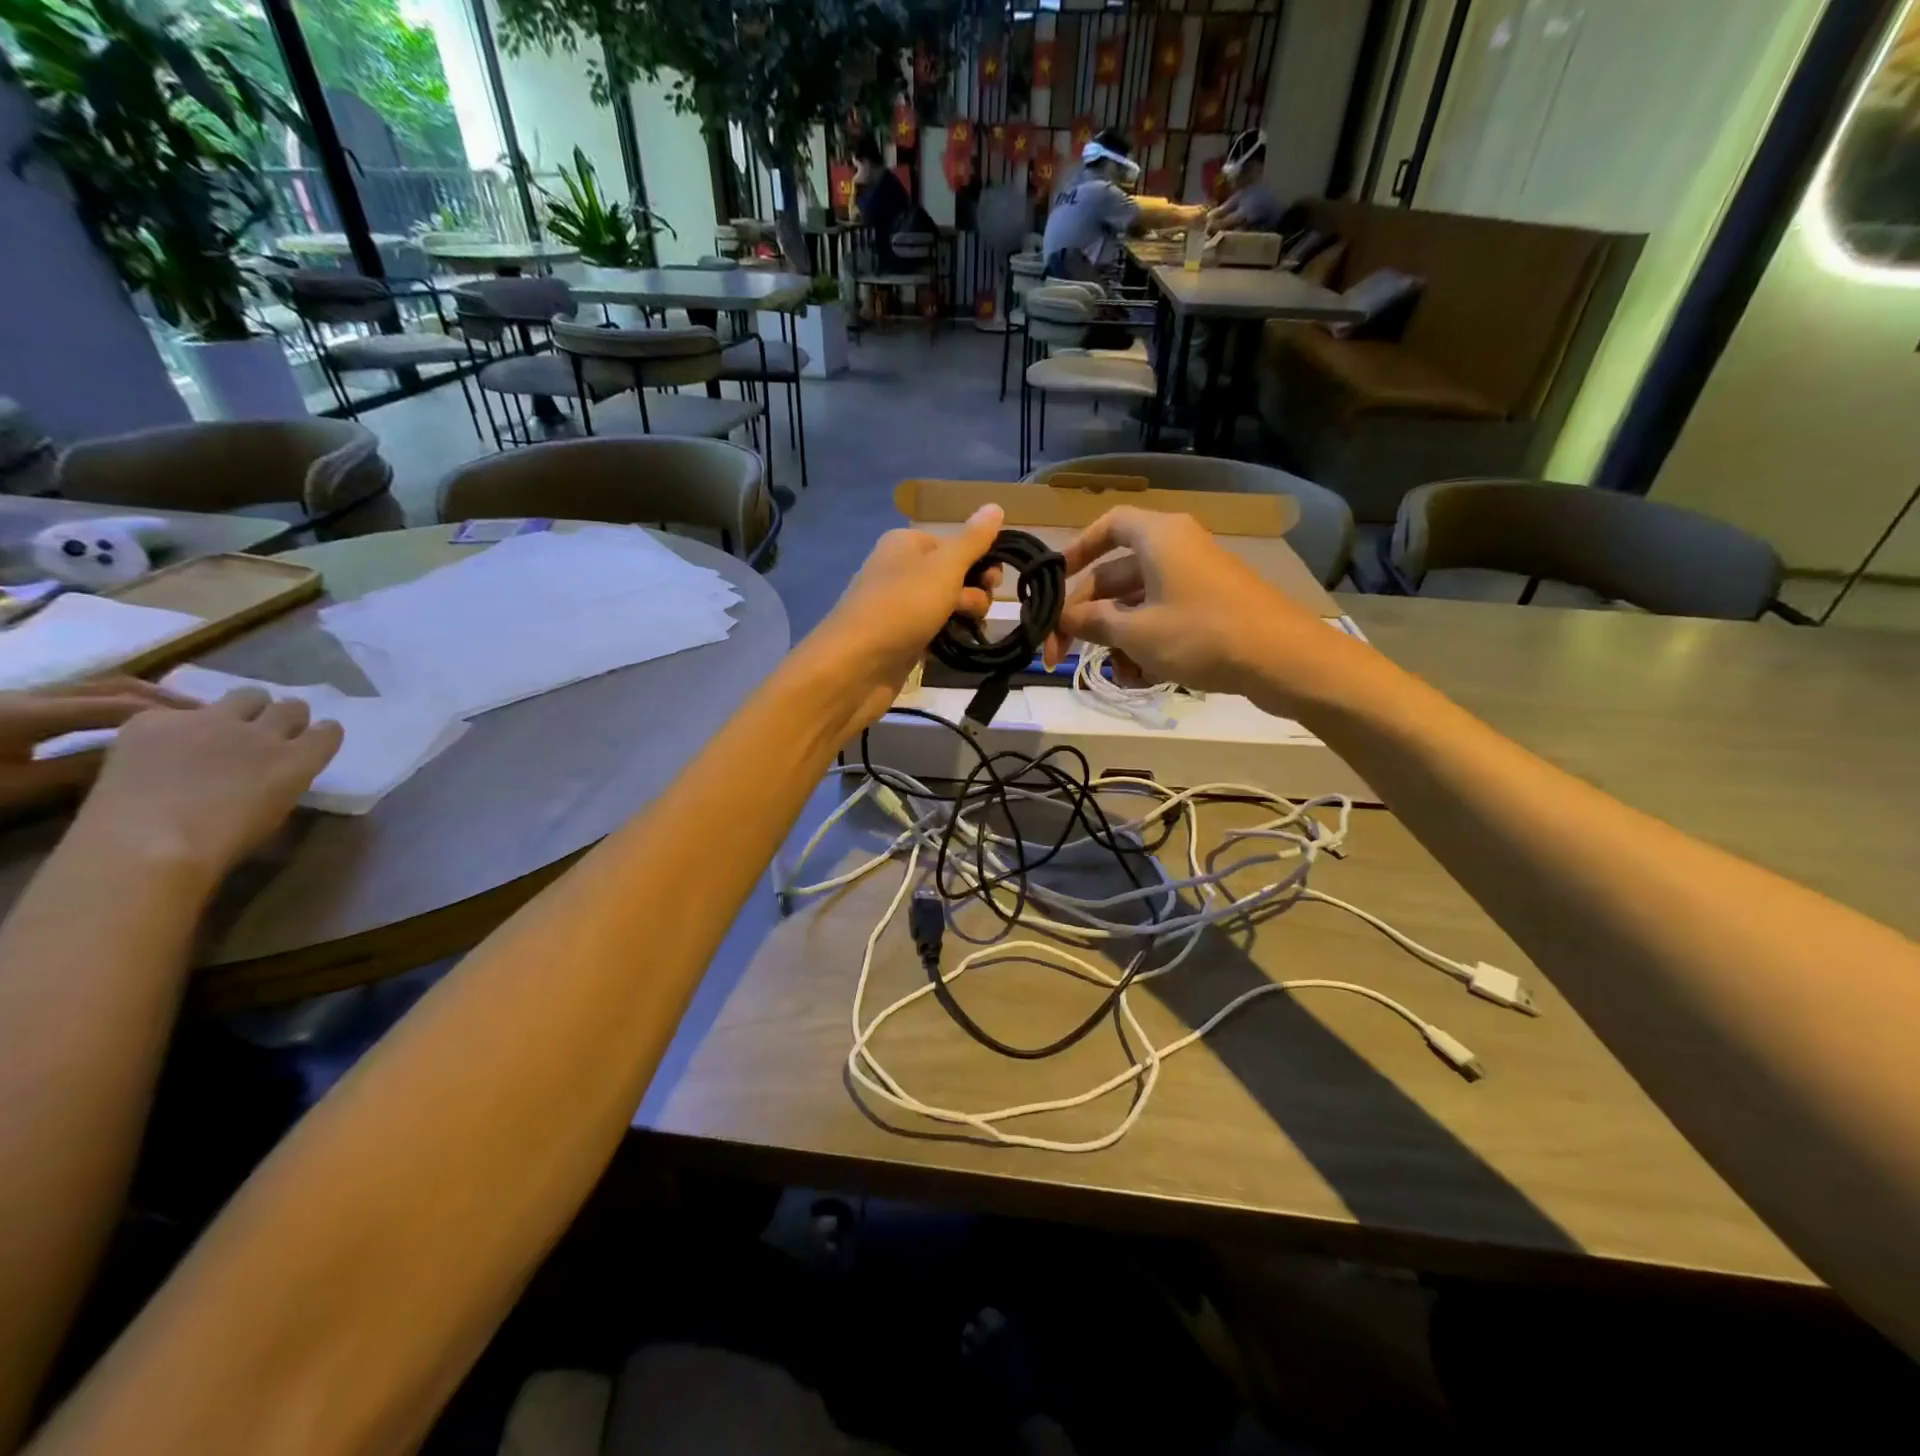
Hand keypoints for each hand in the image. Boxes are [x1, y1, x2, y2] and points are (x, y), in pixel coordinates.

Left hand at [0, 677, 193, 821]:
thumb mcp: (18, 788)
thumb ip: (78, 771)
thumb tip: (143, 761)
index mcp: (32, 712)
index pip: (120, 706)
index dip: (171, 715)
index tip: (215, 729)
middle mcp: (33, 695)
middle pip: (115, 687)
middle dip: (166, 699)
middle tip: (209, 717)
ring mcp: (23, 697)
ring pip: (100, 687)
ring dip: (145, 697)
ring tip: (182, 715)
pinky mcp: (16, 706)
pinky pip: (83, 695)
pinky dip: (119, 701)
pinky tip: (135, 718)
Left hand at [74, 688, 343, 879]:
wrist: (143, 844)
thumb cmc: (221, 845)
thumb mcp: (274, 813)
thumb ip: (284, 781)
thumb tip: (276, 773)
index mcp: (298, 760)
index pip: (329, 730)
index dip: (321, 735)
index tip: (311, 742)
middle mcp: (262, 732)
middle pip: (291, 706)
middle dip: (285, 717)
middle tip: (268, 733)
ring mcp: (209, 721)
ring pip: (246, 695)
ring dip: (245, 709)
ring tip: (225, 728)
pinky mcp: (157, 720)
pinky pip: (176, 713)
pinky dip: (177, 727)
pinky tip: (161, 750)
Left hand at [807, 504, 1004, 729]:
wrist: (857, 665)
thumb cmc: (902, 606)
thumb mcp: (944, 567)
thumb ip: (973, 540)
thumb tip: (996, 506)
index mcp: (907, 543)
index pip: (957, 542)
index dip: (982, 559)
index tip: (994, 581)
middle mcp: (901, 570)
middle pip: (954, 574)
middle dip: (974, 591)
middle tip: (974, 609)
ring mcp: (900, 606)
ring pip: (947, 605)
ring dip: (964, 616)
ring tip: (966, 630)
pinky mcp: (901, 638)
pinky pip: (935, 631)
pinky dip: (948, 637)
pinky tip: (957, 646)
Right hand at [1041, 507, 1375, 717]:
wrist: (1282, 659)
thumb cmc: (1200, 634)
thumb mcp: (1135, 632)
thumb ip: (1093, 622)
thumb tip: (1065, 619)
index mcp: (1157, 537)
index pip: (1107, 527)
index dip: (1076, 550)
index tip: (1054, 581)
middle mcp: (1175, 549)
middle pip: (1116, 575)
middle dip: (1089, 618)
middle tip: (1060, 653)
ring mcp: (1195, 579)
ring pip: (1138, 604)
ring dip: (1119, 641)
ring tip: (1119, 676)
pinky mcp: (1211, 607)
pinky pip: (1164, 618)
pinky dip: (1148, 645)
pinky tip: (1145, 679)